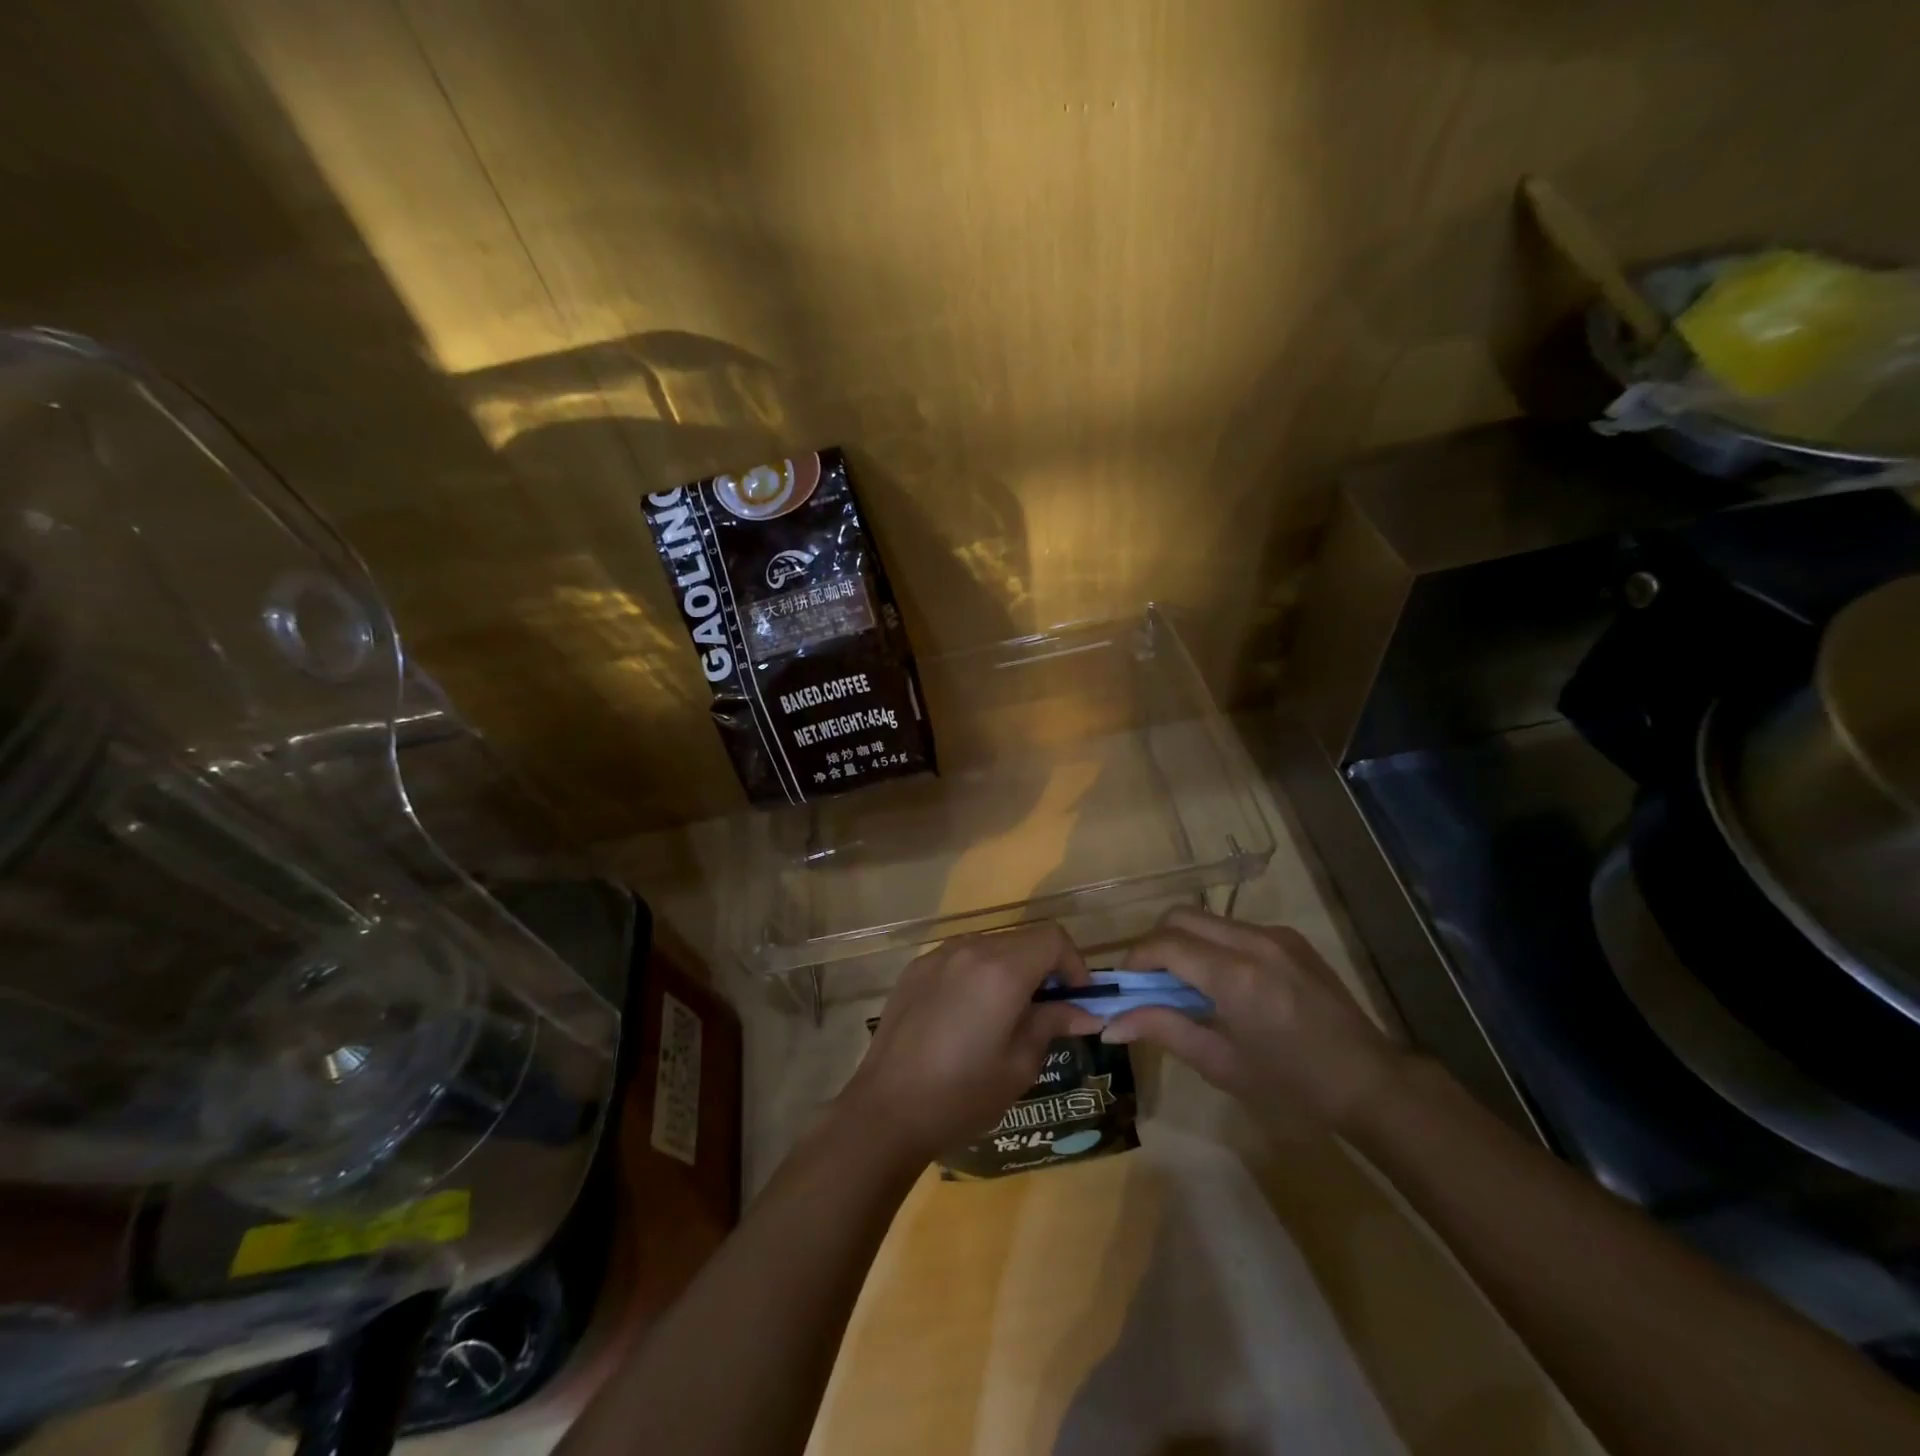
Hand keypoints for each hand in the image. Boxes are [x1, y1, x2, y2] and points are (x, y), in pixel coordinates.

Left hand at [841, 922, 1104, 1163]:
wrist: (885, 1110)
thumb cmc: (961, 1095)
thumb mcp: (1019, 1065)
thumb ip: (1051, 1024)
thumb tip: (1084, 1012)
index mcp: (1001, 970)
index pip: (1053, 939)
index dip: (1074, 964)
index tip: (1077, 1000)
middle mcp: (970, 949)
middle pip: (1023, 939)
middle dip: (1044, 967)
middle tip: (1048, 1011)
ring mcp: (938, 955)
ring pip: (991, 946)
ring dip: (1011, 969)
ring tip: (1008, 1015)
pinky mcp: (916, 969)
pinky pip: (960, 958)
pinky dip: (978, 974)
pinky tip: (969, 1015)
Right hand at [1102, 906, 1405, 1131]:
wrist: (1371, 1083)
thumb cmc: (1293, 1087)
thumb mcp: (1221, 1064)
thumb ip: (1163, 1030)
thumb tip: (1109, 1024)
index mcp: (1236, 977)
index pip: (1166, 944)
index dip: (1135, 959)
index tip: (1124, 985)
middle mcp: (1254, 942)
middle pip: (1181, 916)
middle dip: (1155, 943)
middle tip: (1149, 982)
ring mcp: (1276, 935)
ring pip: (1207, 919)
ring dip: (1184, 942)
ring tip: (1184, 985)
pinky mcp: (1290, 939)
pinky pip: (1235, 928)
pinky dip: (1213, 945)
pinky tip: (1221, 983)